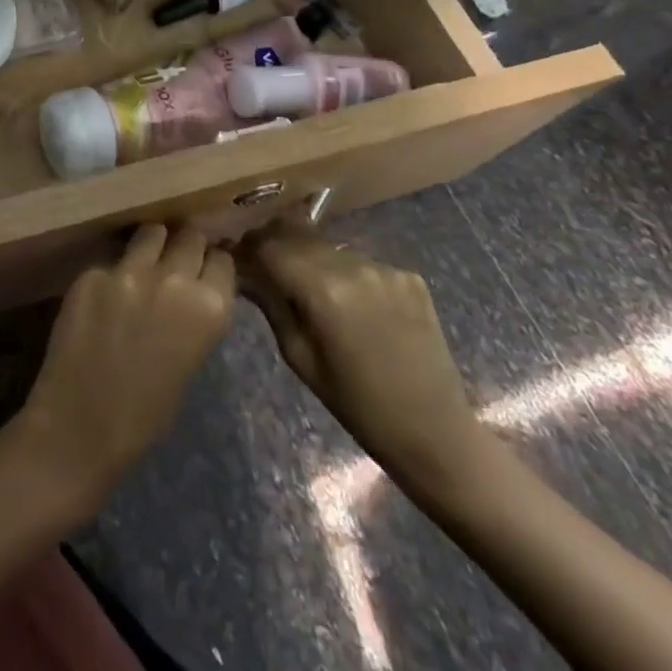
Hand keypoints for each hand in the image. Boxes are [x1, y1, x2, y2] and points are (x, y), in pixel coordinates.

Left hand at [16, 225, 234, 515]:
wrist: (81, 424)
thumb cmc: (145, 413)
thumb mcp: (191, 361)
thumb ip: (194, 316)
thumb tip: (192, 288)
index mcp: (209, 308)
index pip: (222, 261)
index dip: (213, 263)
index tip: (205, 266)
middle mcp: (173, 279)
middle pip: (189, 236)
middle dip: (186, 244)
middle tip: (176, 257)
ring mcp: (129, 270)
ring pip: (150, 232)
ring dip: (152, 243)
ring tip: (144, 258)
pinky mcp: (93, 271)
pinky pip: (112, 259)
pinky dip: (114, 270)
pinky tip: (106, 292)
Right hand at [241, 219, 487, 498]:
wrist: (434, 432)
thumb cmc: (356, 404)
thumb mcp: (299, 358)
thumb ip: (271, 304)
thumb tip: (244, 272)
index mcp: (323, 289)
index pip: (270, 246)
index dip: (248, 248)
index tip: (237, 258)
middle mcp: (354, 266)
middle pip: (300, 238)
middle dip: (277, 246)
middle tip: (264, 265)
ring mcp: (386, 268)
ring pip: (330, 248)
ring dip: (311, 257)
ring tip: (307, 285)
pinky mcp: (409, 276)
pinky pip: (361, 263)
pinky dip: (346, 274)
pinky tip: (350, 302)